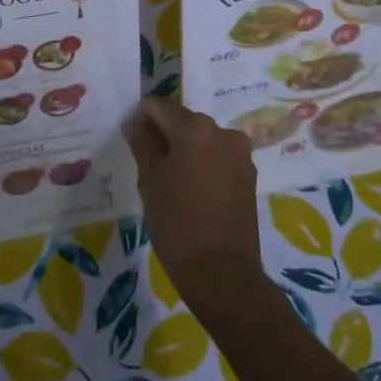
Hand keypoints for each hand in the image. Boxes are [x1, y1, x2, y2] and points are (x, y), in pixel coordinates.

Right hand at [124, 96, 268, 320]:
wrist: (222, 274)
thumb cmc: (177, 224)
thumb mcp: (149, 182)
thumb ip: (142, 144)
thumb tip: (135, 123)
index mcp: (194, 128)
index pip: (159, 106)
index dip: (141, 119)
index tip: (132, 140)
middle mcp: (221, 131)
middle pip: (183, 120)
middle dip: (164, 134)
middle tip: (148, 163)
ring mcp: (240, 153)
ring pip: (202, 139)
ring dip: (185, 149)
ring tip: (171, 181)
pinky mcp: (249, 174)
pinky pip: (218, 157)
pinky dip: (203, 164)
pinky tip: (192, 190)